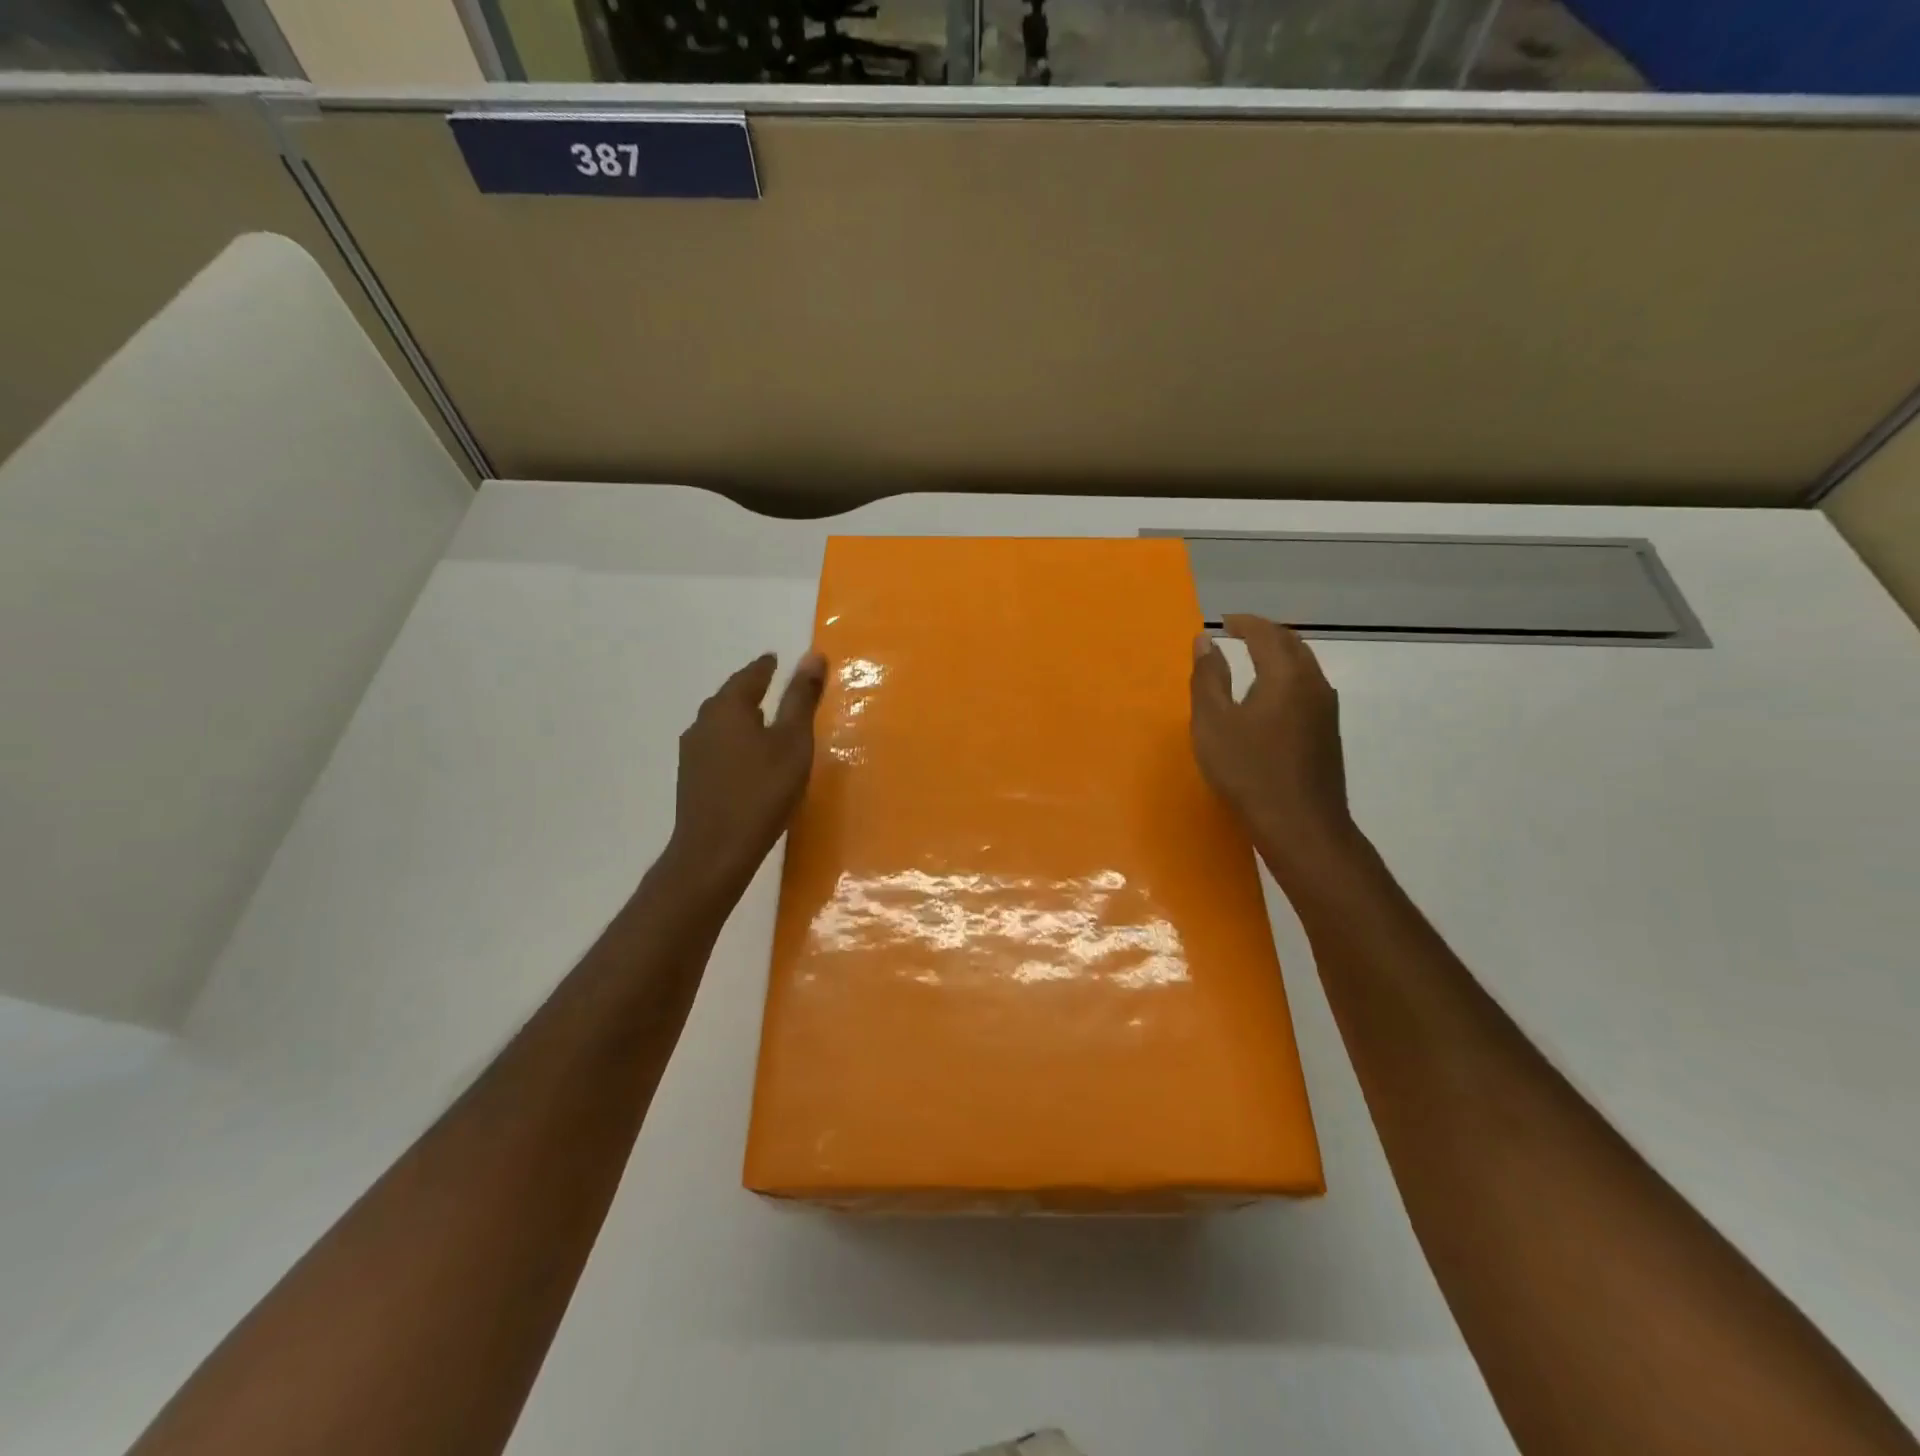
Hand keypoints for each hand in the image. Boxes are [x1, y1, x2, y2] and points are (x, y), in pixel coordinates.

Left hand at [665, 651, 826, 893]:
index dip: (766, 667)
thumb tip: (812, 655)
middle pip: (730, 697)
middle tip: (772, 685)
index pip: (750, 675)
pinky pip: (716, 746)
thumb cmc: (762, 791)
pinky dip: (733, 741)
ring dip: (740, 718)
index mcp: (728, 707)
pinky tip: (746, 757)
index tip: (776, 660)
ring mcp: (692, 752)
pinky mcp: (690, 778)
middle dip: (750, 690)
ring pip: (720, 723)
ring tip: (762, 721)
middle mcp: (704, 722)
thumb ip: (801, 699)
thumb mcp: (793, 742)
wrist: (715, 850)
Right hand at [1190, 615, 1357, 876]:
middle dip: (1265, 633)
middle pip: (1291, 644)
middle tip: (1238, 633)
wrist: (1301, 825)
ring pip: (1304, 666)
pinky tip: (1269, 697)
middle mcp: (1313, 684)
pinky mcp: (1327, 732)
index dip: (1244, 623)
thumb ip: (1208, 678)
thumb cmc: (1249, 771)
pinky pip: (1307, 687)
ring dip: (1278, 655)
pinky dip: (1286, 677)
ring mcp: (1325, 709)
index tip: (1223, 622)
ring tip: (1251, 660)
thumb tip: (1205, 640)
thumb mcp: (1213, 723)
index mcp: (1286, 675)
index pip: (1266, 633)